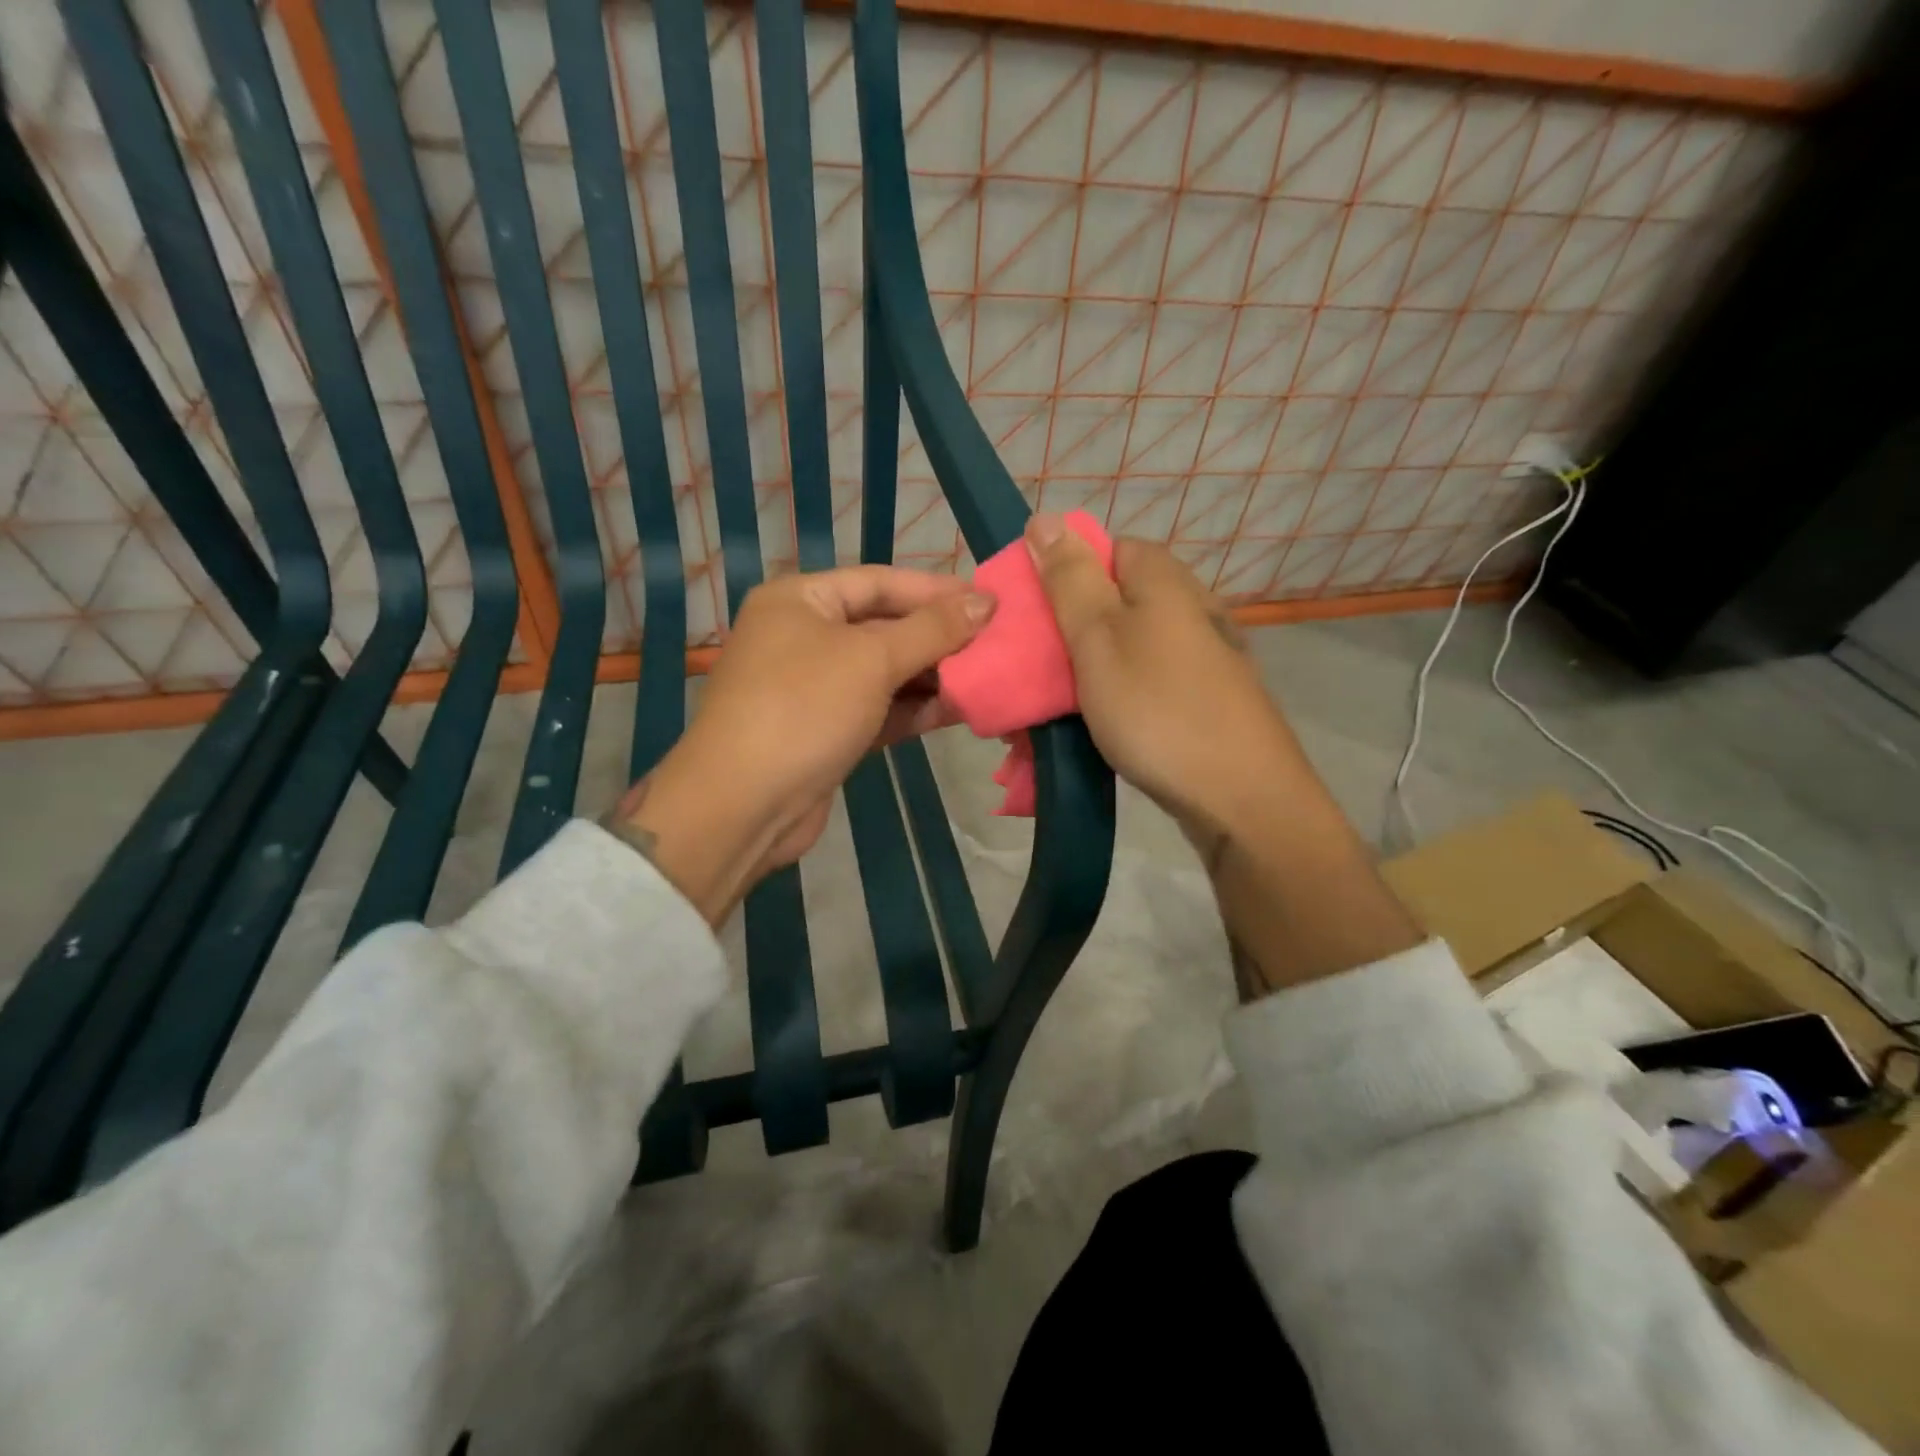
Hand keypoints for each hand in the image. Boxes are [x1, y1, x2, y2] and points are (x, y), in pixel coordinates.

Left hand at [604, 566, 994, 922]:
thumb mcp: (871, 659)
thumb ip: (932, 629)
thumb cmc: (803, 709)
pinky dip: (914, 709)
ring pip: (884, 672)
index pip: (880, 582)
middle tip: (996, 642)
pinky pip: (879, 708)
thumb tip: (985, 601)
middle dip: (939, 637)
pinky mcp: (826, 731)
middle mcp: (803, 636)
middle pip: (884, 626)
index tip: (990, 602)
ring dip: (932, 676)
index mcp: (800, 600)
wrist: (743, 805)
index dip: (936, 591)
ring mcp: (814, 687)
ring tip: (988, 677)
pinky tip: (959, 710)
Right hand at [1024, 512, 1294, 843]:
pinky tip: (1098, 729)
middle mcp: (1189, 606)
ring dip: (1086, 674)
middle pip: (1113, 601)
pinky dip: (1116, 700)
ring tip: (1054, 712)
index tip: (1032, 618)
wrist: (1239, 795)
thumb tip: (1045, 518)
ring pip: (1126, 648)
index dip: (1062, 576)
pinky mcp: (1205, 696)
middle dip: (1067, 635)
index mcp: (1163, 579)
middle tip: (1034, 675)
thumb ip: (1069, 579)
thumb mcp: (1098, 637)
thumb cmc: (1157, 708)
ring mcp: (1202, 654)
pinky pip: (1145, 683)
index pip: (1104, 549)